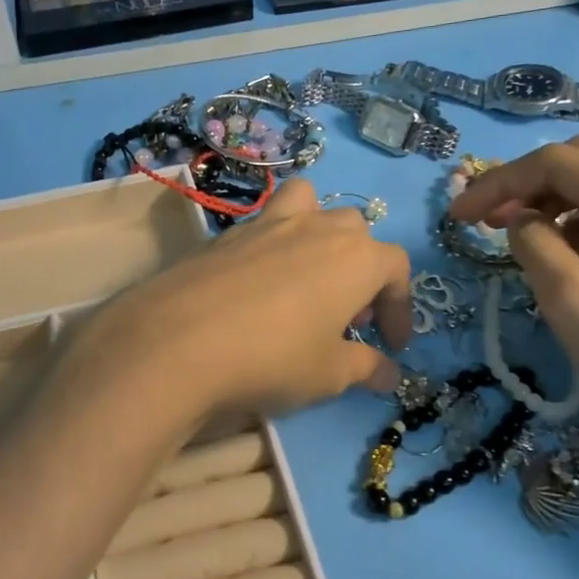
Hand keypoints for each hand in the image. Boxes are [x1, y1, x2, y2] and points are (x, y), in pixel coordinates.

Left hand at [69, 178, 412, 421]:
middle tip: (346, 316)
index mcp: (356, 257)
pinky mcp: (228, 232)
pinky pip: (264, 223)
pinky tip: (257, 286)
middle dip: (361, 270)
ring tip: (307, 275)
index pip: (396, 268)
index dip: (400, 306)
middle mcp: (318, 227)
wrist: (178, 340)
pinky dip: (274, 243)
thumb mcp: (328, 374)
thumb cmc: (273, 357)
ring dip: (319, 232)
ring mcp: (269, 222)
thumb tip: (390, 374)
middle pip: (355, 232)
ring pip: (309, 204)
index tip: (390, 344)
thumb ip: (365, 368)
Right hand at [448, 135, 578, 488]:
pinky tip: (562, 255)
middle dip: (527, 183)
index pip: (562, 163)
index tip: (458, 216)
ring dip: (552, 201)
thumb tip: (517, 220)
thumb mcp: (574, 302)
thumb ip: (533, 244)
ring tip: (516, 235)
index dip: (501, 182)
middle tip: (487, 220)